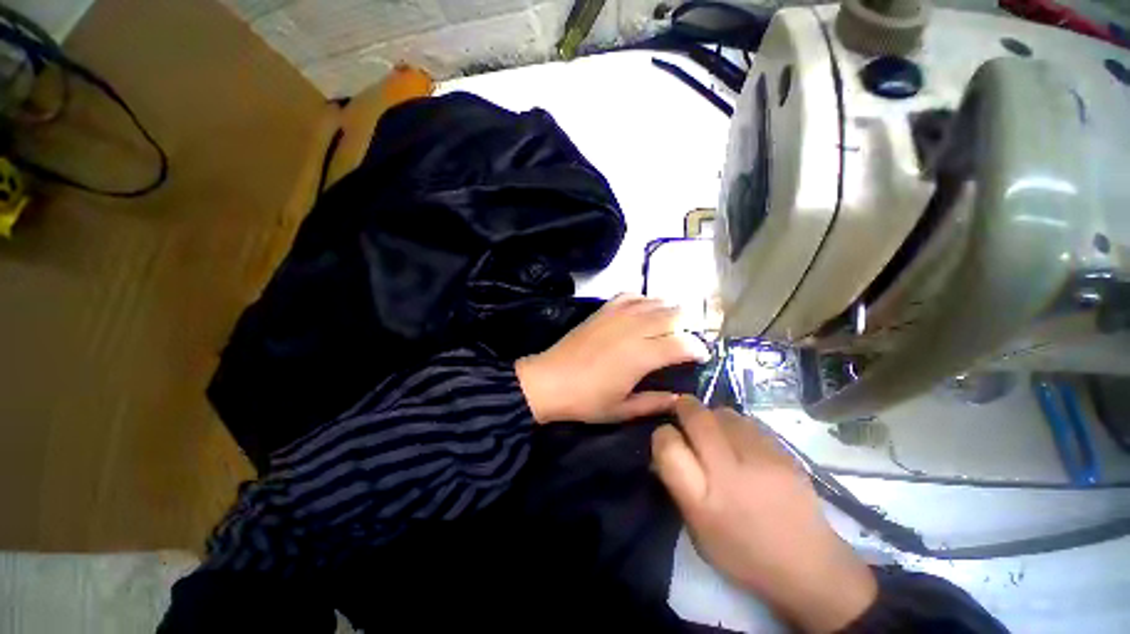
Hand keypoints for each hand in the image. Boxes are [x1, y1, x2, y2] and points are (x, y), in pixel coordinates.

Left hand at [515, 295, 708, 423]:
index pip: (681, 343)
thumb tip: (679, 398)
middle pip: (672, 315)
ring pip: (653, 302)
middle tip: (687, 339)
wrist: (549, 380)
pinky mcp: (602, 311)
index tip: (702, 356)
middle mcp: (633, 330)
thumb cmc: (586, 400)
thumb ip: (654, 403)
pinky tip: (644, 309)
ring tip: (672, 323)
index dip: (697, 348)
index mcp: (641, 356)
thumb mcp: (622, 409)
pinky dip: (643, 299)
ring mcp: (616, 316)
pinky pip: (629, 296)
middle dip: (687, 325)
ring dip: (668, 310)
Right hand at [652, 398, 876, 633]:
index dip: (661, 434)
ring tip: (712, 428)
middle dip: (683, 407)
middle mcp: (730, 474)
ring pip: (724, 413)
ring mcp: (761, 459)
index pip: (668, 447)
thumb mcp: (697, 529)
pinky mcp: (785, 452)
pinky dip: (736, 424)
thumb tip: (664, 447)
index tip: (665, 435)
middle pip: (697, 418)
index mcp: (702, 500)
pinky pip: (749, 422)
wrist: (809, 567)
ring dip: (710, 415)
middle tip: (680, 409)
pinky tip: (739, 439)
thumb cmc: (743, 553)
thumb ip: (677, 484)